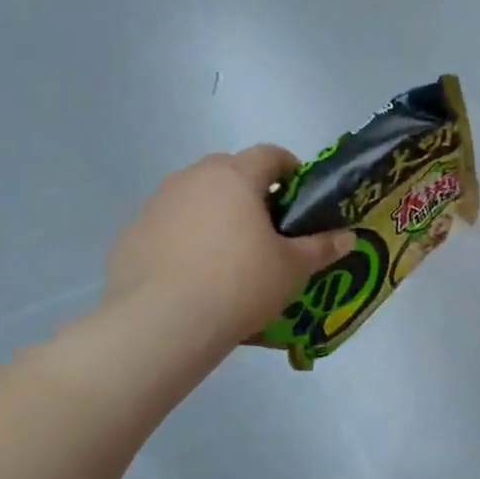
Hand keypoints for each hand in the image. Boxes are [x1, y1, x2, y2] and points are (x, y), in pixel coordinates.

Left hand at [104, 146, 353, 345]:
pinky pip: (168, 227)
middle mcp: (192, 178)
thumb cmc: (240, 284)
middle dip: (250, 193)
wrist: (161, 324)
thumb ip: (322, 247)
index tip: (301, 196)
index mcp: (235, 176)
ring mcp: (156, 205)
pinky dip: (184, 240)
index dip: (291, 169)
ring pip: (195, 198)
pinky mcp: (130, 235)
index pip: (270, 154)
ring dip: (215, 215)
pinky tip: (194, 276)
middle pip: (229, 172)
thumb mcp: (293, 269)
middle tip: (267, 230)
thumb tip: (349, 237)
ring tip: (229, 257)